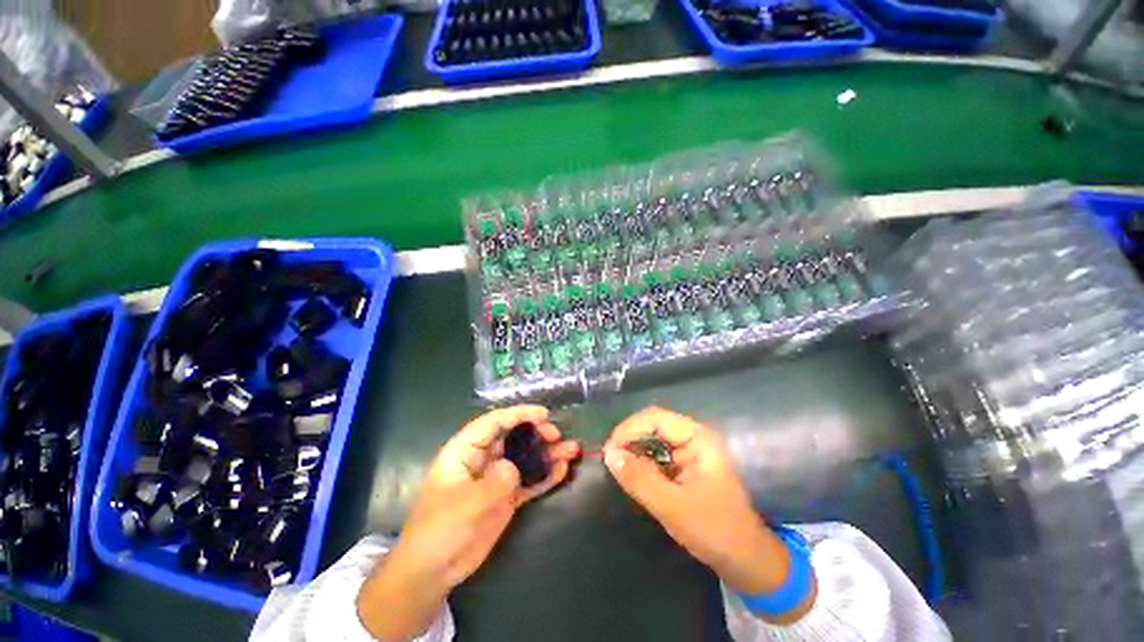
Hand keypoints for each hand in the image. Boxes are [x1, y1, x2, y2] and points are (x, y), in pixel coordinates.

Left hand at [357, 406, 579, 639]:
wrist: (432, 572)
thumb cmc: (439, 531)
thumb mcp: (465, 505)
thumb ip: (494, 482)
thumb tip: (513, 467)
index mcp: (465, 451)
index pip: (494, 422)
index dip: (519, 414)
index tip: (544, 415)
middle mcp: (483, 459)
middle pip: (514, 437)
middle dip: (537, 432)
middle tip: (557, 436)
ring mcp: (496, 478)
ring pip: (525, 458)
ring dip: (548, 453)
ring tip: (572, 451)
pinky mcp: (506, 497)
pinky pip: (529, 481)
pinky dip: (545, 475)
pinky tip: (562, 471)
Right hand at [603, 407, 813, 621]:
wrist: (744, 558)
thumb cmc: (714, 530)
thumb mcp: (672, 506)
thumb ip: (639, 478)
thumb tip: (609, 454)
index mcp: (697, 438)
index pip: (655, 418)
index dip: (629, 428)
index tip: (610, 449)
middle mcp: (693, 437)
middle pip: (653, 424)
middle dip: (630, 438)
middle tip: (610, 458)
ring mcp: (690, 450)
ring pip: (652, 438)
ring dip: (634, 449)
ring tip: (617, 465)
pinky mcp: (684, 464)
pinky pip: (656, 454)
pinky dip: (641, 461)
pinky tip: (631, 473)